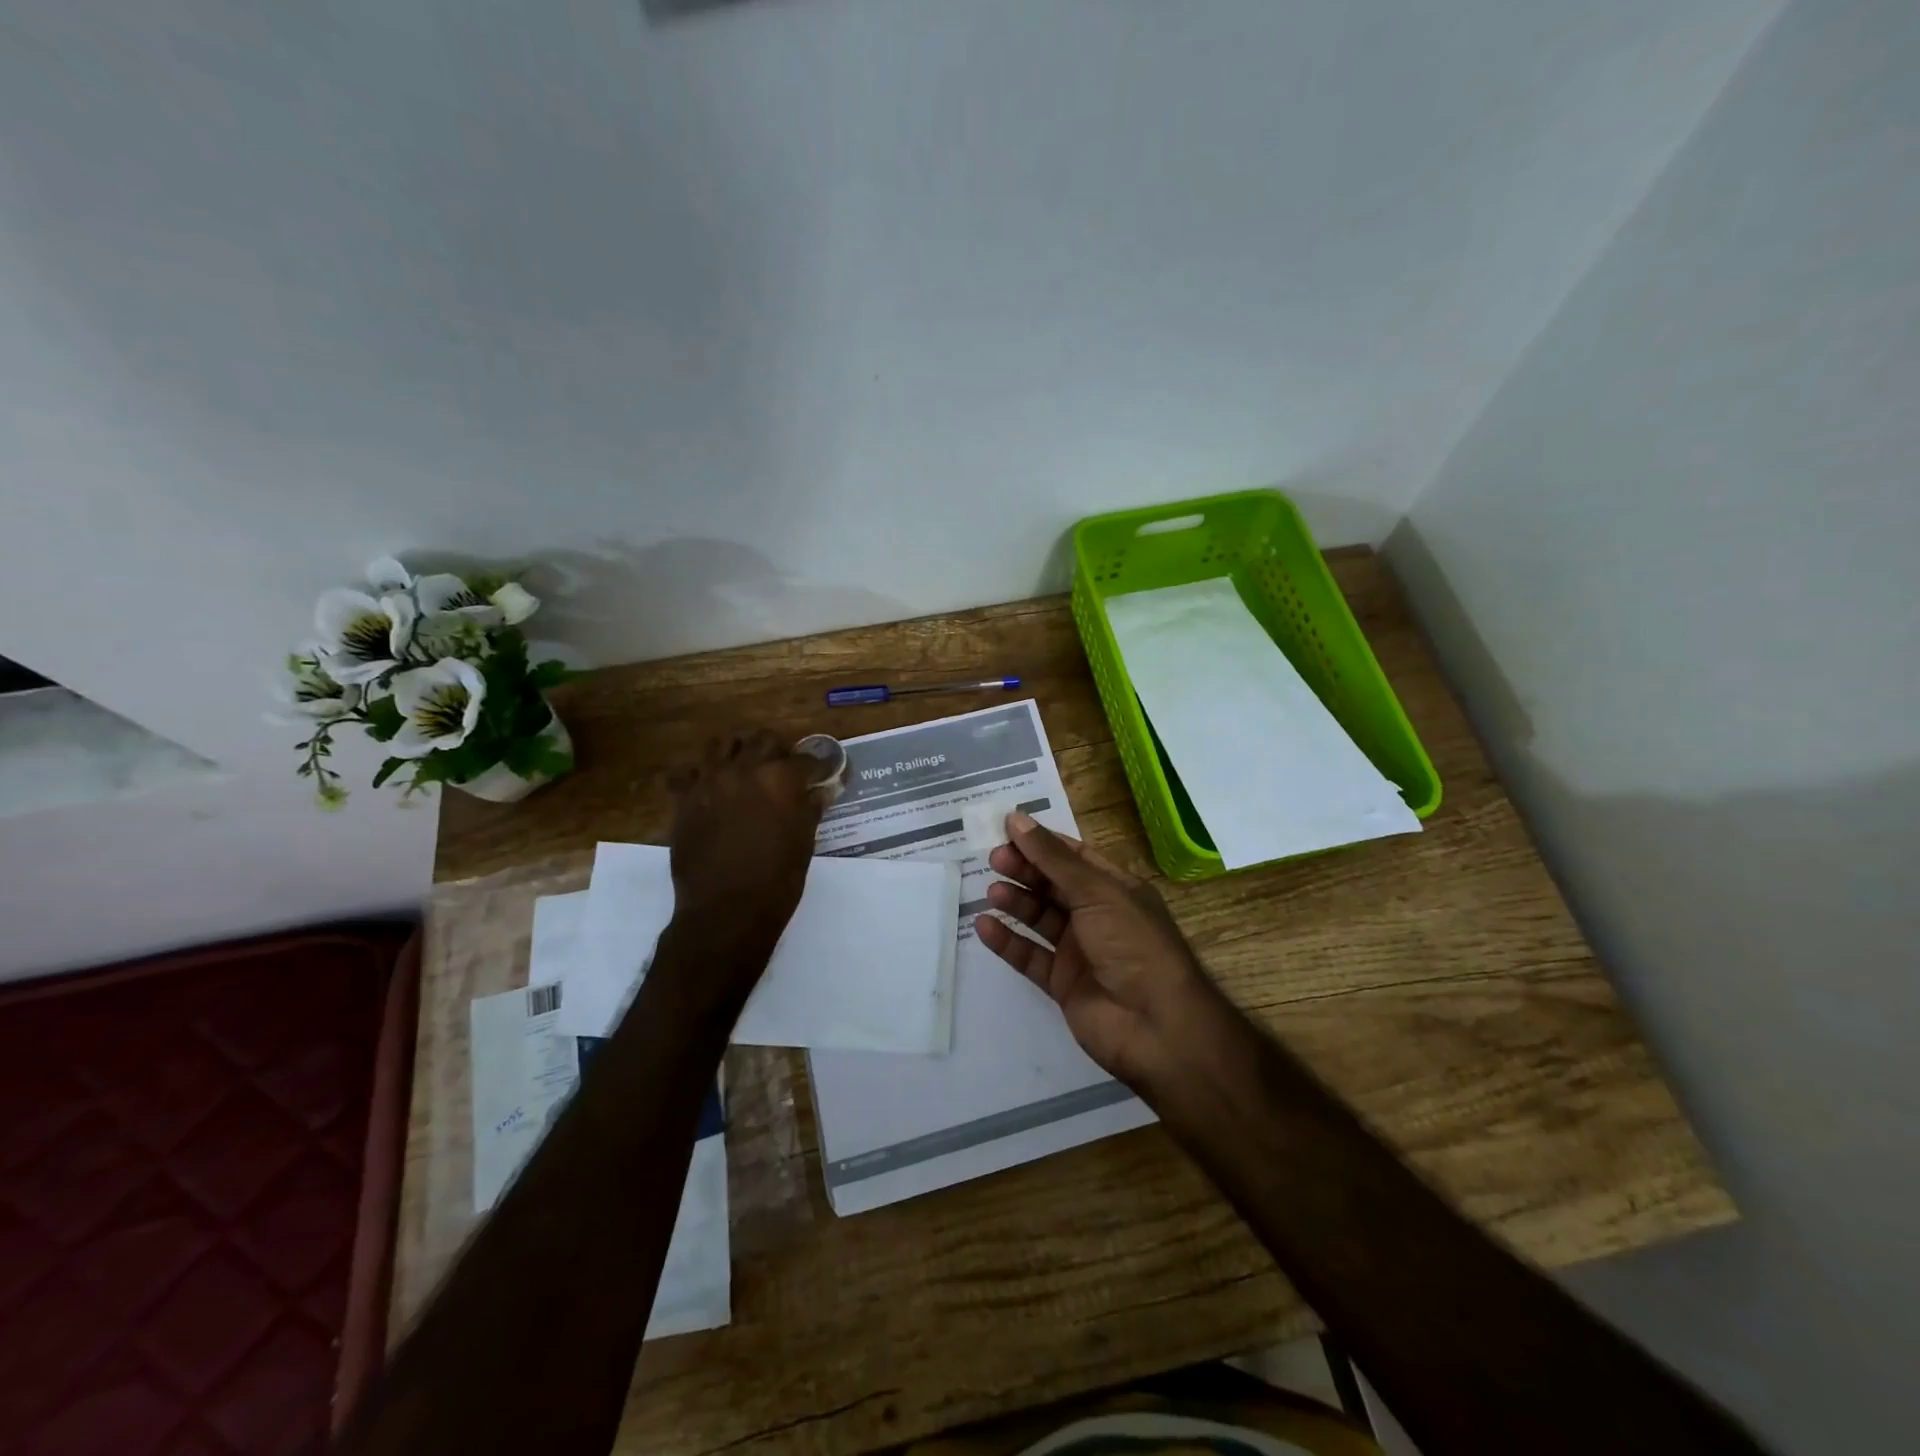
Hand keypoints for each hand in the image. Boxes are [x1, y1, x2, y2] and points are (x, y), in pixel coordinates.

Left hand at [667, 730, 827, 949]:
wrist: (726, 910)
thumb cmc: (776, 880)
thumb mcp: (803, 844)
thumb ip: (810, 810)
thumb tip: (819, 792)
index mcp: (781, 779)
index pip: (806, 759)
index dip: (818, 766)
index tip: (822, 774)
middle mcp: (745, 769)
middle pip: (763, 739)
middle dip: (776, 750)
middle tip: (781, 770)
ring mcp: (710, 781)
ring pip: (721, 743)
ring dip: (735, 752)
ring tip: (742, 770)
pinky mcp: (684, 799)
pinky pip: (684, 772)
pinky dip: (695, 775)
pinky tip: (706, 789)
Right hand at [975, 812, 1219, 1087]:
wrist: (1156, 1026)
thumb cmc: (1133, 944)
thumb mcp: (1097, 892)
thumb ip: (1053, 858)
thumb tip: (1017, 819)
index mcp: (1116, 888)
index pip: (1074, 857)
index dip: (1042, 842)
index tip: (1006, 828)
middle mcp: (1098, 916)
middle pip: (1054, 885)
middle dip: (1025, 870)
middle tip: (994, 859)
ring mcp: (1080, 951)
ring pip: (1040, 919)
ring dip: (1016, 902)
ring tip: (992, 891)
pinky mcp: (1063, 983)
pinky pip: (1030, 956)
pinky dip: (1008, 941)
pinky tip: (986, 926)